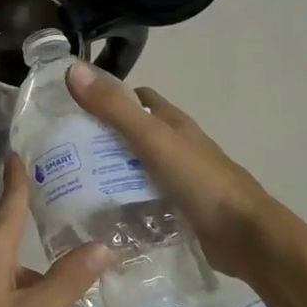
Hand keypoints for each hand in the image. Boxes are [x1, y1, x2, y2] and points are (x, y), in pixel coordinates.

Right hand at [66, 63, 280, 277]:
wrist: (244, 236)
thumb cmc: (200, 180)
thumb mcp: (152, 139)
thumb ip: (114, 109)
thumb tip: (73, 70)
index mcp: (173, 124)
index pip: (137, 100)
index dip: (108, 98)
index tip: (73, 109)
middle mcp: (176, 148)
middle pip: (133, 136)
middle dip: (101, 140)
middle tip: (62, 152)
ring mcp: (179, 180)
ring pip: (136, 170)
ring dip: (109, 174)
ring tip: (70, 185)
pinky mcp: (178, 211)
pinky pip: (142, 201)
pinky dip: (123, 204)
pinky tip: (100, 214)